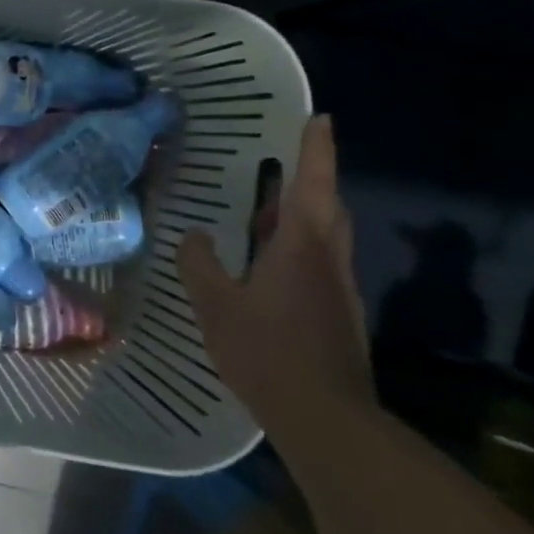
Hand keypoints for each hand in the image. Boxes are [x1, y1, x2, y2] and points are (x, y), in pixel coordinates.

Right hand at [177, 115, 373, 439]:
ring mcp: (339, 290)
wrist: (324, 415)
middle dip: (310, 183)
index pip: (313, 184)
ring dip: (302, 218)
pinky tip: (267, 269)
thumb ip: (200, 264)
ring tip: (265, 216)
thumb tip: (194, 236)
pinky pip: (319, 266)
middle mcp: (328, 260)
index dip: (316, 149)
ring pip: (325, 239)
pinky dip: (298, 251)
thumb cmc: (265, 349)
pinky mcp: (338, 315)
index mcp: (301, 246)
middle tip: (280, 170)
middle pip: (327, 208)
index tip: (320, 118)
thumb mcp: (215, 303)